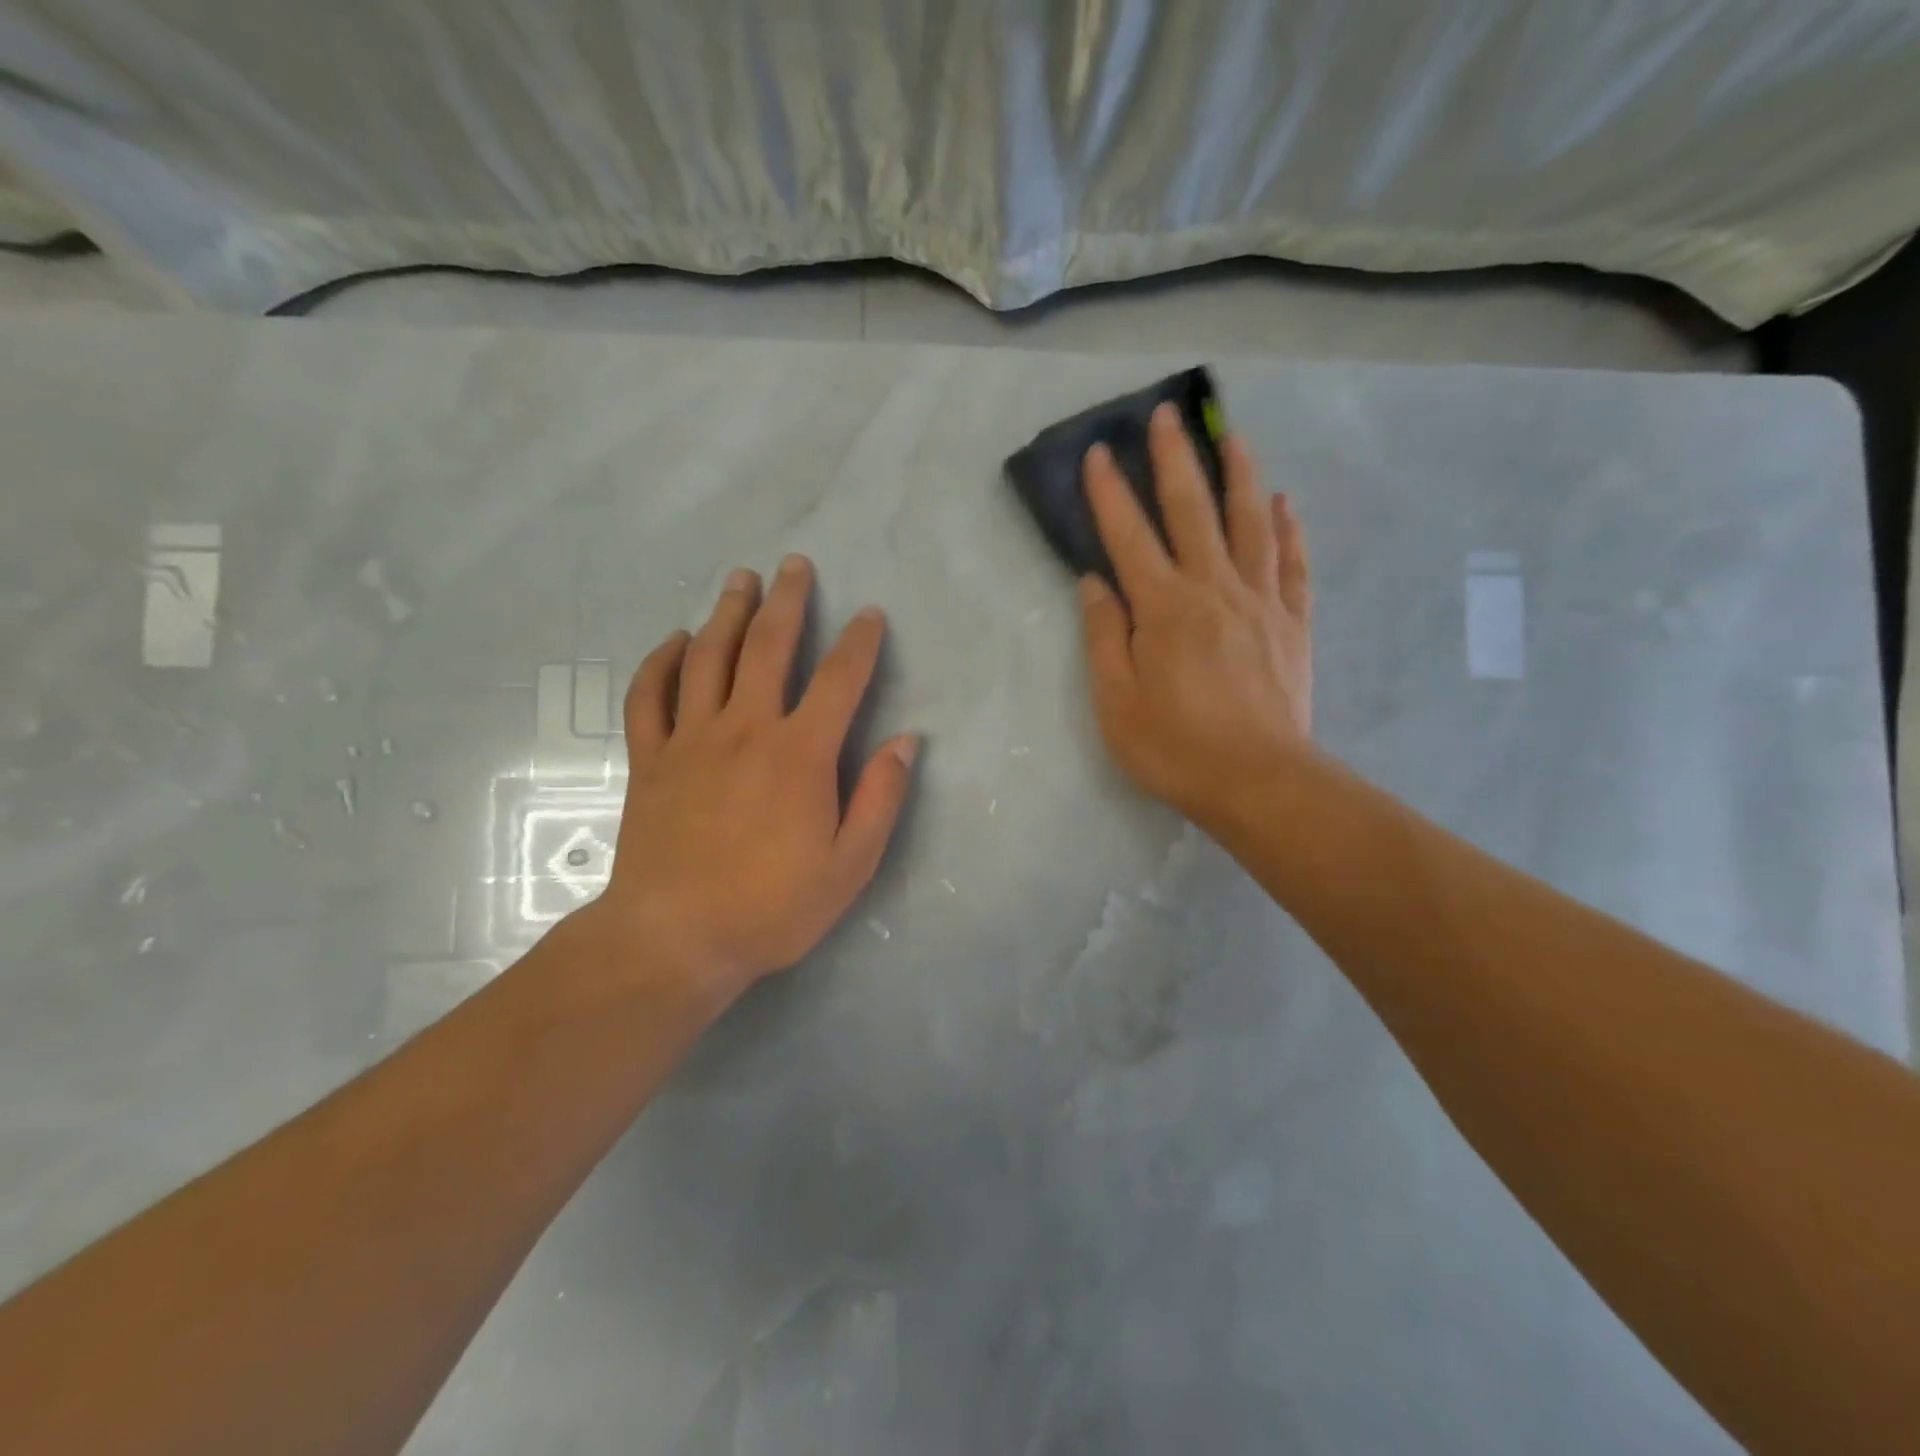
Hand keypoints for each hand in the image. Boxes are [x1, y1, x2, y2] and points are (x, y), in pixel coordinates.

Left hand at [586, 556, 918, 1009]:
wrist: (675, 939)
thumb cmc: (771, 907)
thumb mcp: (850, 866)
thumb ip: (880, 799)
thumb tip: (906, 742)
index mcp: (800, 754)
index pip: (840, 679)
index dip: (859, 642)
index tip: (869, 615)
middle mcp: (745, 729)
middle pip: (767, 646)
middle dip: (786, 600)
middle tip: (793, 564)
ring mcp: (691, 739)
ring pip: (708, 657)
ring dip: (726, 612)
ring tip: (739, 579)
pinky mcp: (650, 759)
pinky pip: (650, 696)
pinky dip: (661, 662)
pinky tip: (675, 641)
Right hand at [1078, 403, 1312, 830]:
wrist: (1259, 781)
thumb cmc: (1175, 747)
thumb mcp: (1116, 702)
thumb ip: (1104, 637)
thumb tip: (1095, 583)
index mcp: (1163, 609)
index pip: (1129, 536)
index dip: (1110, 493)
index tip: (1099, 452)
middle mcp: (1213, 589)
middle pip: (1192, 511)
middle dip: (1174, 459)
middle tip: (1166, 414)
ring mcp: (1260, 602)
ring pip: (1250, 523)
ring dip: (1239, 475)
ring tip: (1231, 435)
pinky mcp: (1292, 623)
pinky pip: (1293, 563)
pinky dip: (1288, 529)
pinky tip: (1283, 502)